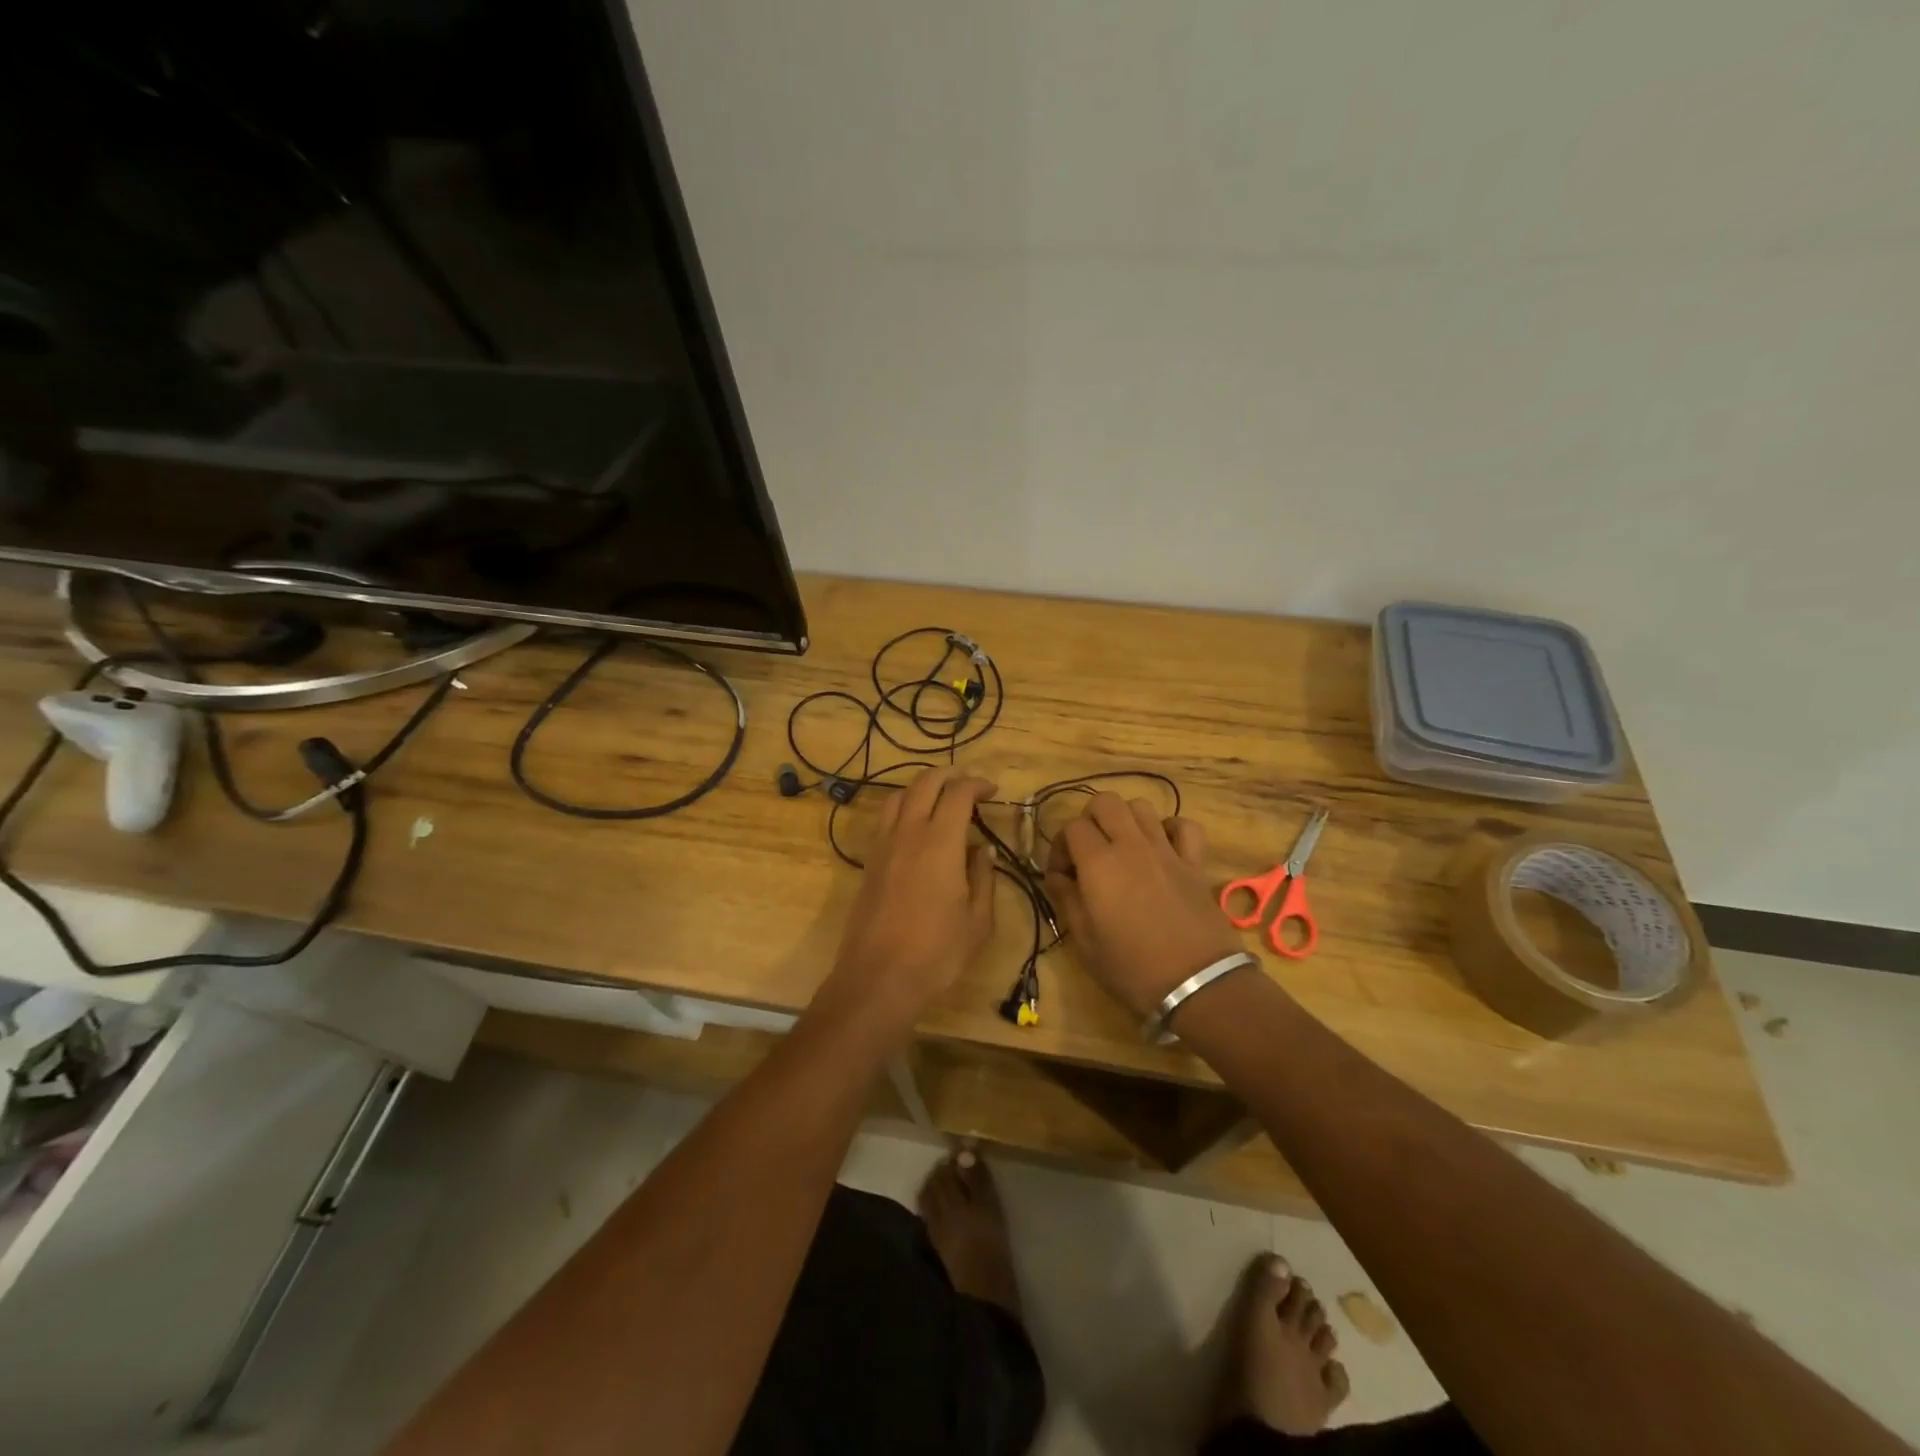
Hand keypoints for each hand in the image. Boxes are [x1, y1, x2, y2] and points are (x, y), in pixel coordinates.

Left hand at [824, 766, 997, 1030]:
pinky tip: (916, 826)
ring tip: (941, 798)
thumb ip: (983, 876)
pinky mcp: (869, 861)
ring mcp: (883, 845)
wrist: (878, 977)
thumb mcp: (978, 920)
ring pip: (899, 795)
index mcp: (940, 842)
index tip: (992, 791)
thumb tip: (983, 849)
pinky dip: (904, 807)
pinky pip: (885, 817)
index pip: (958, 793)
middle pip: (925, 783)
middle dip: (949, 775)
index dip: (977, 784)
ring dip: (922, 787)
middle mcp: (908, 833)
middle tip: (969, 784)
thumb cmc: (937, 952)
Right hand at [1044, 793, 1243, 1019]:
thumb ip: (1066, 899)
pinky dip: (1170, 829)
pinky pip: (1184, 826)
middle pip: (1106, 802)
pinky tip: (1163, 848)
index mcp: (1099, 863)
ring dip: (1126, 820)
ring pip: (1141, 807)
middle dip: (1090, 819)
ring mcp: (1166, 850)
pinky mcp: (1194, 862)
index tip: (1062, 876)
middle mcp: (1131, 845)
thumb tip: (1057, 876)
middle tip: (1088, 852)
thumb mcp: (1085, 942)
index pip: (1072, 827)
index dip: (1061, 847)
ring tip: (1122, 849)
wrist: (1197, 984)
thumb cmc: (1132, 967)